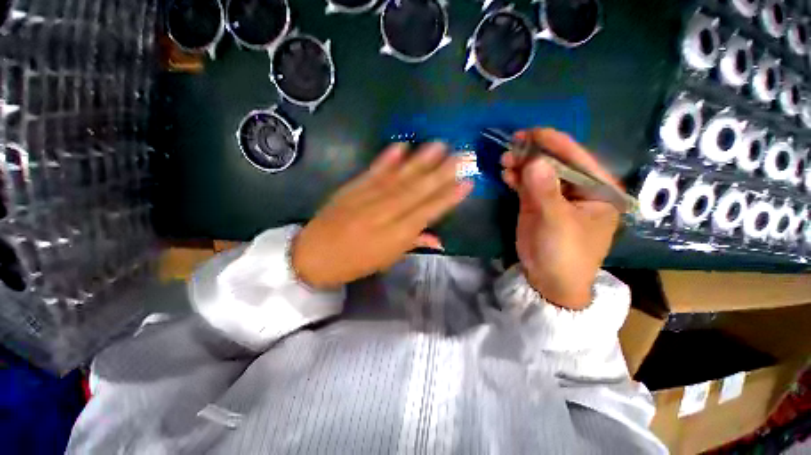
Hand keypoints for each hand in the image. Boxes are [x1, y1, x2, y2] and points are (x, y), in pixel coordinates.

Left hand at [292, 142, 472, 287]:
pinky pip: (373, 171)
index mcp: (395, 236)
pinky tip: (402, 146)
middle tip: (462, 156)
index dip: (448, 197)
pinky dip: (387, 158)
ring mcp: (367, 197)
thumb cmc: (354, 263)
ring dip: (420, 160)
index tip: (467, 183)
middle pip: (417, 190)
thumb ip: (413, 244)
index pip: (427, 212)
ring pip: (399, 177)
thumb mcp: (386, 260)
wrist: (313, 255)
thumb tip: (439, 240)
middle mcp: (385, 214)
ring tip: (440, 145)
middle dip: (442, 173)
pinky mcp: (352, 187)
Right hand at [501, 129, 620, 309]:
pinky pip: (527, 185)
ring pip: (539, 172)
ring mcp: (557, 196)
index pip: (577, 158)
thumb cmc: (564, 253)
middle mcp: (580, 188)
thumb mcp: (556, 222)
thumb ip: (545, 191)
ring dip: (521, 165)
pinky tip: (505, 173)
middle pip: (556, 162)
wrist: (548, 280)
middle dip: (533, 154)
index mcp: (599, 190)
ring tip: (504, 161)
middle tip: (510, 148)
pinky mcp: (539, 204)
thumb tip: (534, 161)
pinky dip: (516, 178)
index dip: (554, 142)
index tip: (530, 132)